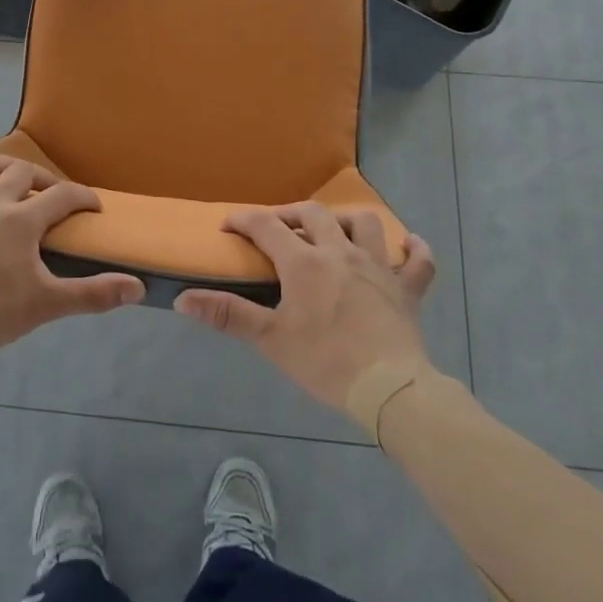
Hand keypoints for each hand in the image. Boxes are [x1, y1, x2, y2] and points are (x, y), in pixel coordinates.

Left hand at [0, 156, 143, 364]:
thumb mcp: (46, 304)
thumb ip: (93, 294)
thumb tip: (137, 287)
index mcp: (21, 219)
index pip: (62, 195)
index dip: (83, 197)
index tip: (94, 207)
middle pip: (21, 172)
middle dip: (42, 178)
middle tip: (52, 195)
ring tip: (7, 177)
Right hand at [175, 204, 435, 411]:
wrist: (388, 388)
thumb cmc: (325, 361)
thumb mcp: (270, 339)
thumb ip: (227, 315)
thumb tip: (183, 300)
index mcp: (304, 262)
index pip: (267, 226)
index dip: (244, 221)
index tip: (229, 226)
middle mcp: (340, 252)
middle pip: (313, 214)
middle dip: (290, 214)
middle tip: (277, 228)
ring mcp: (378, 266)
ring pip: (364, 223)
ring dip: (346, 221)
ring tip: (334, 232)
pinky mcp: (406, 288)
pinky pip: (418, 261)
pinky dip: (413, 250)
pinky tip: (407, 246)